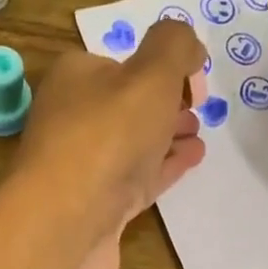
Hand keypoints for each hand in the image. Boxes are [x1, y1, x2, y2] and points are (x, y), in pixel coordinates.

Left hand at [11, 21, 206, 268]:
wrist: (67, 223)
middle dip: (164, 103)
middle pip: (126, 105)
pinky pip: (138, 179)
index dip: (160, 65)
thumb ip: (174, 46)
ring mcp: (84, 168)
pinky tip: (192, 160)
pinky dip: (165, 166)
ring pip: (133, 144)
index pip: (119, 62)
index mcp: (75, 79)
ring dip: (167, 136)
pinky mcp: (98, 208)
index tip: (194, 76)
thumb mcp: (150, 74)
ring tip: (200, 134)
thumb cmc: (107, 137)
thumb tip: (188, 44)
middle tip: (199, 108)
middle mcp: (73, 120)